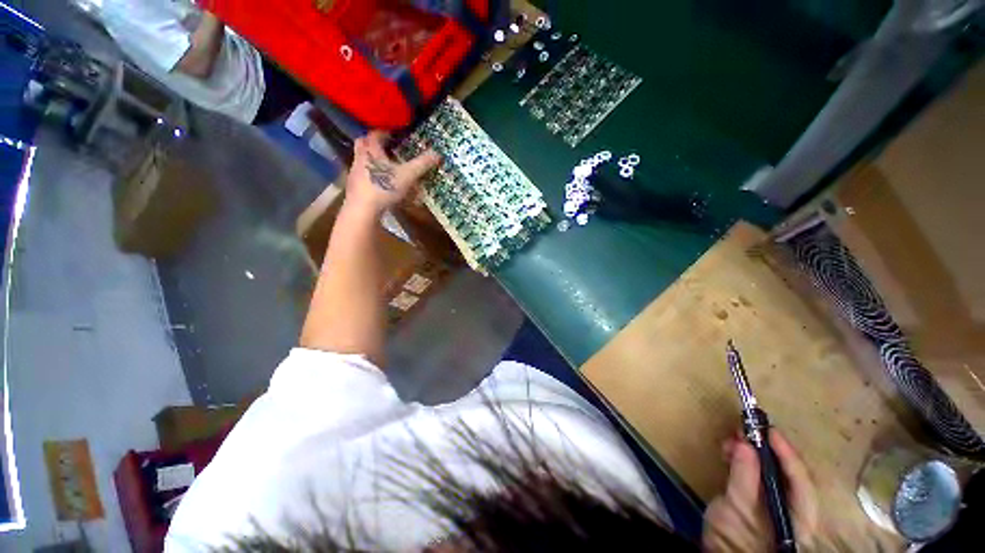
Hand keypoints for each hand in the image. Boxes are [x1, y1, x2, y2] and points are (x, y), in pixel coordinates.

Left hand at [344, 131, 440, 216]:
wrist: (362, 209)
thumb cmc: (384, 187)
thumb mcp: (407, 175)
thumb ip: (421, 164)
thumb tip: (437, 153)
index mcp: (372, 150)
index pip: (375, 134)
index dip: (385, 132)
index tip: (394, 134)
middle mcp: (360, 158)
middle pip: (363, 144)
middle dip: (374, 144)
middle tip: (386, 147)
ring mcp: (355, 173)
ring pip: (362, 160)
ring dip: (372, 161)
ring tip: (385, 167)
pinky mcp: (354, 187)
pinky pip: (362, 176)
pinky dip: (371, 176)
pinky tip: (380, 184)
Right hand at [703, 431, 818, 551]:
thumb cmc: (736, 537)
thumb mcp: (739, 507)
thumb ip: (744, 476)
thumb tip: (745, 444)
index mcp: (799, 513)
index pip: (798, 477)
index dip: (785, 451)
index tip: (767, 429)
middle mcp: (792, 505)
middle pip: (785, 471)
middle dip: (764, 448)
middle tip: (743, 430)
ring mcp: (774, 502)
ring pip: (769, 469)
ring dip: (750, 451)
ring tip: (731, 440)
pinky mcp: (757, 499)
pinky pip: (754, 472)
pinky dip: (742, 458)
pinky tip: (729, 451)